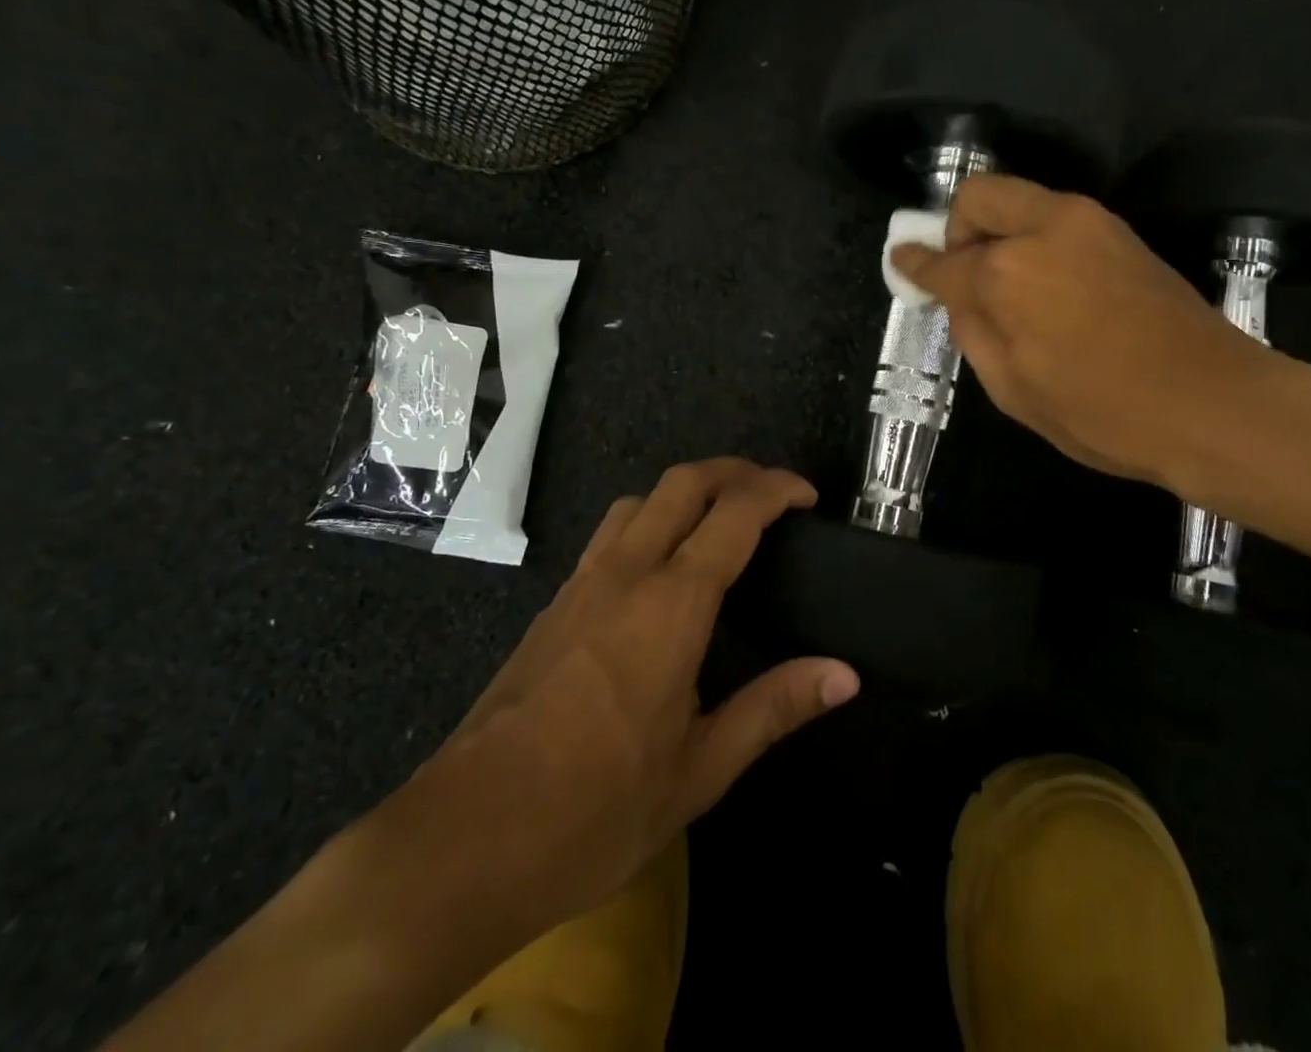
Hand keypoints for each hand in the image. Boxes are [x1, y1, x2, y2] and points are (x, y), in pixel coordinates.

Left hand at [373, 459, 857, 950]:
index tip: (807, 495)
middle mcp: (626, 573)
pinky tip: (661, 568)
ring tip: (720, 519)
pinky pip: (611, 533)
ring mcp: (582, 584)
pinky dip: (651, 519)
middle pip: (683, 482)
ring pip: (640, 500)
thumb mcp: (700, 769)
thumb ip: (774, 708)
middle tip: (772, 492)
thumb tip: (846, 676)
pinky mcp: (554, 605)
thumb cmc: (595, 811)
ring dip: (687, 490)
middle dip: (734, 470)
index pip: (734, 513)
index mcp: (672, 604)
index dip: (776, 489)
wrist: (463, 841)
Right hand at [890, 175, 1274, 487]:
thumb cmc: (1103, 413)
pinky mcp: (1121, 232)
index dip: (915, 264)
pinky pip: (1056, 217)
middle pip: (978, 196)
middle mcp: (1042, 229)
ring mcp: (1088, 223)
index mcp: (1005, 274)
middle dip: (958, 229)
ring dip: (999, 231)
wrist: (1213, 404)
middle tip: (966, 275)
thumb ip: (974, 332)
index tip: (900, 260)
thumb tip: (959, 298)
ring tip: (1011, 288)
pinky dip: (1034, 238)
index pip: (943, 261)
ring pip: (1020, 198)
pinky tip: (1049, 287)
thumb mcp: (1014, 390)